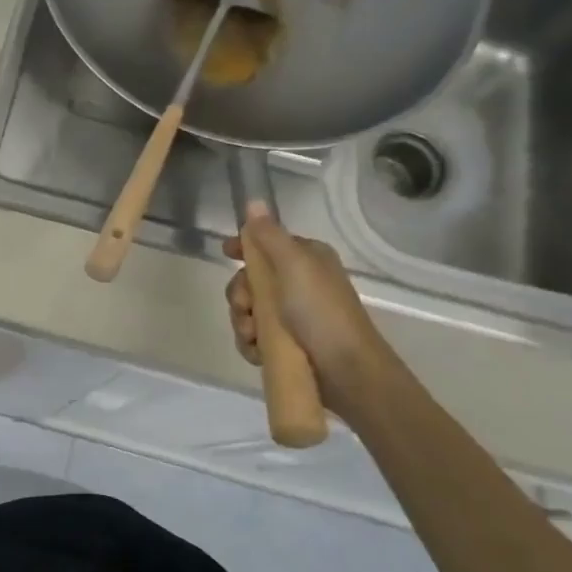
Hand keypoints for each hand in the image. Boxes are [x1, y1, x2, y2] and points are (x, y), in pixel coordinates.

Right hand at [221, 209, 393, 413]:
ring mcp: (293, 315)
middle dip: (240, 295)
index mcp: (306, 259)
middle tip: (245, 308)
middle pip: (250, 280)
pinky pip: (255, 336)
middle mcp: (299, 283)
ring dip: (243, 322)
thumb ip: (269, 235)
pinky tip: (257, 352)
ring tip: (253, 337)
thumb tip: (254, 201)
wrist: (347, 370)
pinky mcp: (287, 343)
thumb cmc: (320, 311)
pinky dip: (251, 343)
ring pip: (249, 310)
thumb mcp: (294, 265)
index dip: (243, 247)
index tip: (224, 253)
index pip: (266, 243)